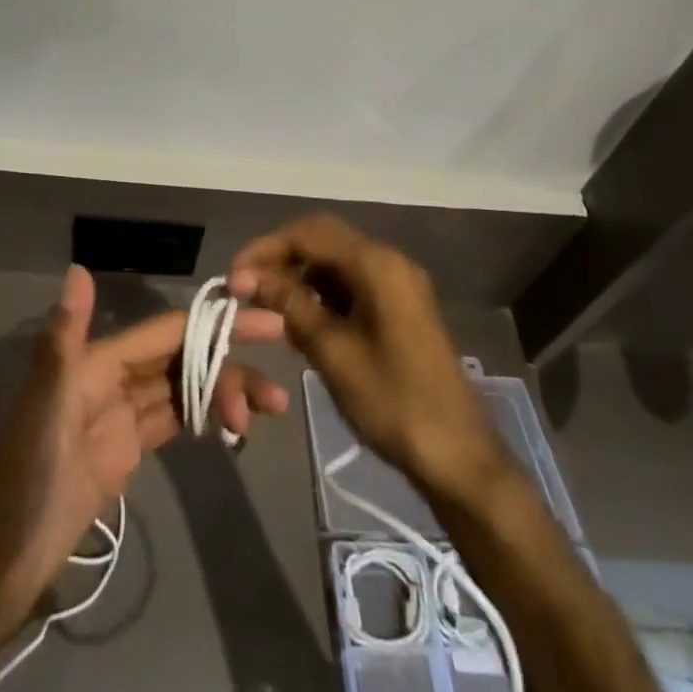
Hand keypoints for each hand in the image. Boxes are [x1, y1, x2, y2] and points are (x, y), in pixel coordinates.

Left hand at [0, 265, 288, 655]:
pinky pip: (171, 422)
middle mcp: (108, 381)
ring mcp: (117, 419)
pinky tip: (231, 426)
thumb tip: (79, 268)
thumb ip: (64, 340)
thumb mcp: (43, 411)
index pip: (167, 333)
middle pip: (180, 360)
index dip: (214, 325)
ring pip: (181, 391)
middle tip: (279, 387)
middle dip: (228, 363)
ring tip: (267, 413)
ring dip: (223, 394)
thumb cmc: (21, 485)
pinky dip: (203, 418)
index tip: (266, 322)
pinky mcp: (122, 455)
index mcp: (94, 363)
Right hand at [229, 215, 504, 501]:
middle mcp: (390, 262)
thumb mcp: (332, 352)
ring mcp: (398, 285)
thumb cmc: (393, 402)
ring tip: (265, 305)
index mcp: (377, 265)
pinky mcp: (400, 308)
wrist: (458, 457)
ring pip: (336, 262)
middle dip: (281, 258)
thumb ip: (289, 305)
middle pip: (323, 240)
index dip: (266, 248)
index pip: (310, 233)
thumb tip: (247, 277)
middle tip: (246, 286)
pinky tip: (298, 320)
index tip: (234, 275)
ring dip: (299, 276)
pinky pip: (352, 284)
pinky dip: (321, 294)